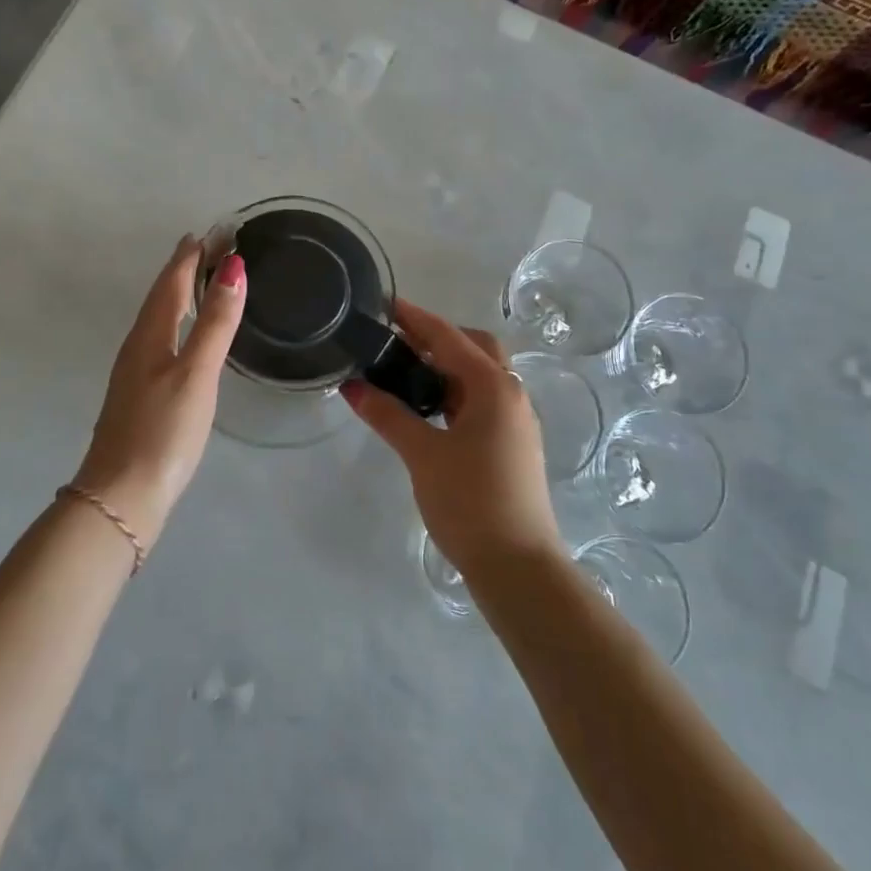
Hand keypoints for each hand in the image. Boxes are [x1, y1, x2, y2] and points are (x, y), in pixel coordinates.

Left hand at [71, 236, 245, 546]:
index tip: (212, 232)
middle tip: (209, 247)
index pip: (171, 282)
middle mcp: (138, 347)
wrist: (122, 496)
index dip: (190, 255)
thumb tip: (233, 268)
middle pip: (161, 297)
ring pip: (159, 320)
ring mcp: (135, 373)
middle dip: (184, 269)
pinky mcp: (140, 396)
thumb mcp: (196, 373)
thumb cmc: (163, 431)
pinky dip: (177, 324)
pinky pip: (160, 342)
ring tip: (200, 281)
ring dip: (179, 295)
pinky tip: (185, 338)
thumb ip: (215, 322)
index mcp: (150, 336)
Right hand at [341, 300, 558, 576]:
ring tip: (404, 372)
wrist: (517, 566)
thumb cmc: (471, 502)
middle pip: (475, 348)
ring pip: (480, 376)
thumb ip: (388, 415)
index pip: (449, 338)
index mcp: (494, 387)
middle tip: (396, 342)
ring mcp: (515, 421)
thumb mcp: (423, 455)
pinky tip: (427, 409)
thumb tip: (353, 386)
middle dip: (438, 338)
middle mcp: (511, 395)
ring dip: (446, 367)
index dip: (415, 319)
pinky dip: (454, 393)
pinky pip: (481, 401)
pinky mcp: (511, 444)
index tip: (385, 305)